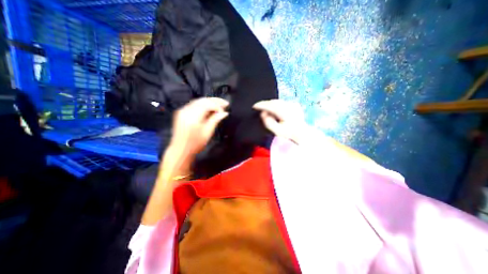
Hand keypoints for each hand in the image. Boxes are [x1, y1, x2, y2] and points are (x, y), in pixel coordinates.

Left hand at [169, 97, 229, 158]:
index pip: (208, 104)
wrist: (181, 150)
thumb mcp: (207, 132)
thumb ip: (215, 120)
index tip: (225, 110)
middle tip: (225, 103)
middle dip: (215, 101)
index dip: (218, 106)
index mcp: (193, 116)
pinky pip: (194, 105)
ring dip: (209, 102)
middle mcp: (186, 110)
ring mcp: (183, 111)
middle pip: (203, 100)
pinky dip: (203, 105)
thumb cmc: (195, 144)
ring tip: (219, 105)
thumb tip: (224, 113)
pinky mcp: (181, 112)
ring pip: (198, 101)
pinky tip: (209, 108)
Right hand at [253, 100, 305, 142]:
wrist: (302, 133)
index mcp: (284, 112)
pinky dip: (277, 104)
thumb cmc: (289, 133)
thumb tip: (263, 114)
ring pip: (278, 101)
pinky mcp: (294, 105)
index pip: (270, 106)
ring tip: (266, 109)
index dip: (261, 105)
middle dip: (265, 104)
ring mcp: (293, 105)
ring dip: (270, 104)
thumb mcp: (277, 131)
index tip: (254, 106)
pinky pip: (283, 102)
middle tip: (259, 107)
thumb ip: (269, 123)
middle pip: (274, 102)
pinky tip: (276, 109)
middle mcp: (289, 106)